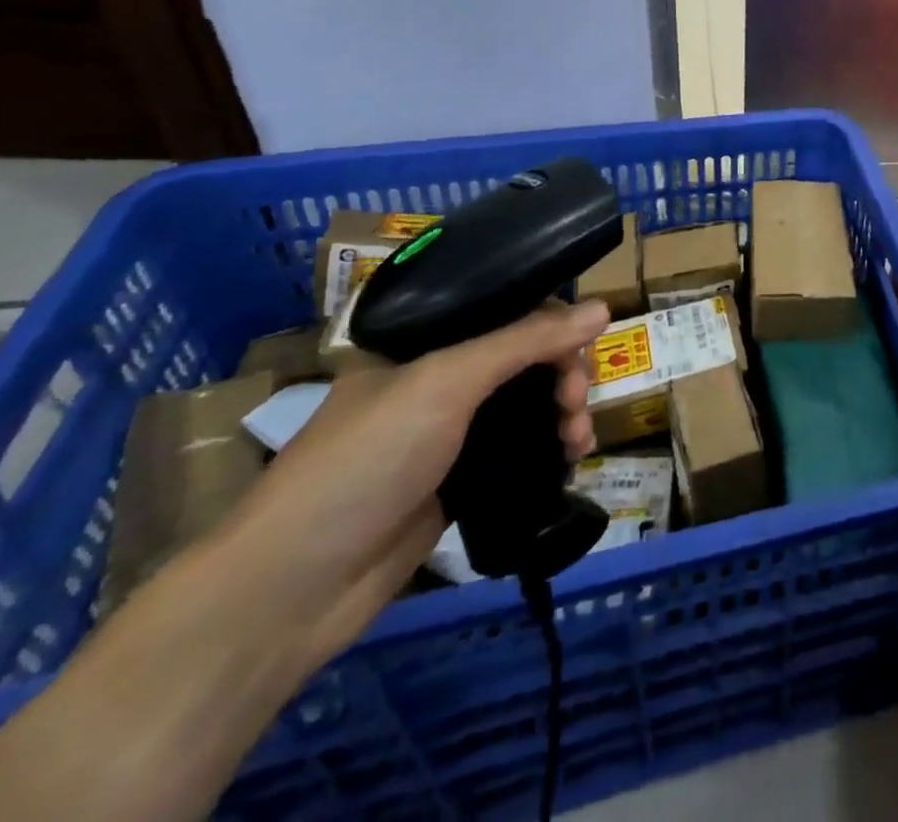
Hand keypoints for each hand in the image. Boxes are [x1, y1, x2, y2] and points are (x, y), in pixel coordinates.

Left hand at [208, 300, 607, 669]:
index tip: (583, 350)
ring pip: (530, 404)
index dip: (553, 325)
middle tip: (575, 404)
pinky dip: (553, 449)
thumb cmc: (365, 461)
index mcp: (422, 342)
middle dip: (564, 375)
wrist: (294, 589)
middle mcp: (438, 379)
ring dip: (564, 414)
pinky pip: (523, 449)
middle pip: (526, 359)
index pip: (507, 312)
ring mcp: (449, 433)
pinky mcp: (461, 481)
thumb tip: (603, 308)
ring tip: (578, 442)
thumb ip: (526, 341)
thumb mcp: (446, 382)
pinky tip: (572, 459)